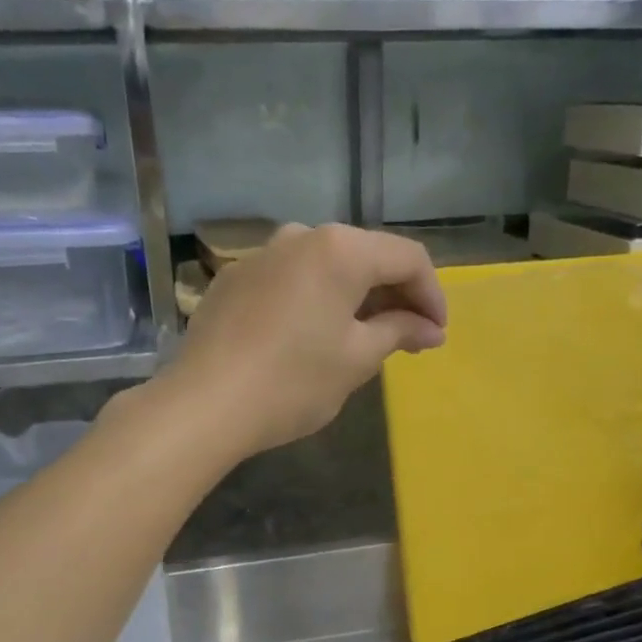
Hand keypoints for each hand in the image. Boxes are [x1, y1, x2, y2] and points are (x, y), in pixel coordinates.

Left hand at [168, 223, 447, 456]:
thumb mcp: (357, 359)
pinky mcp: (233, 280)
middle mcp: (300, 236)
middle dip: (394, 296)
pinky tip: (314, 336)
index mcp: (340, 249)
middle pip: (365, 256)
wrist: (204, 405)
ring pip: (325, 268)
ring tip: (365, 338)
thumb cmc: (293, 382)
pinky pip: (290, 281)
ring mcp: (261, 256)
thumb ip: (398, 332)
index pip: (406, 258)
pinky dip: (315, 301)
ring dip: (354, 298)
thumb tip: (430, 328)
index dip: (431, 295)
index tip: (437, 334)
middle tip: (410, 338)